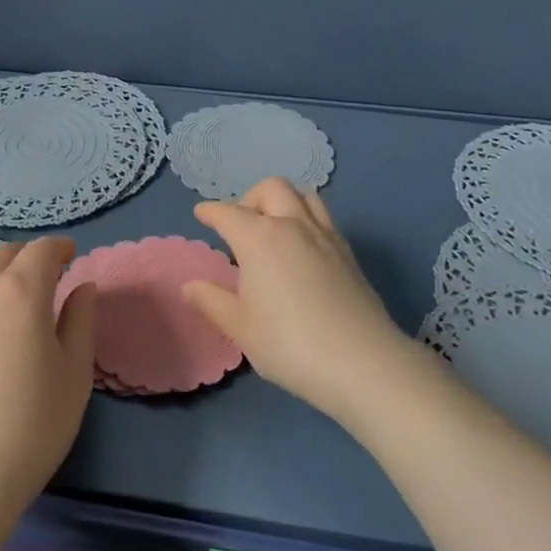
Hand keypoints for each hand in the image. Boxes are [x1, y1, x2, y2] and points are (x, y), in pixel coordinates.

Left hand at [0, 237, 97, 546]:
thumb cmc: (28, 429)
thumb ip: (81, 320)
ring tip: (11, 311)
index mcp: (19, 291)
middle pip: (4, 255)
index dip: (59, 249)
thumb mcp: (73, 375)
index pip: (41, 250)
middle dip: (28, 260)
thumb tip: (83, 287)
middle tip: (46, 284)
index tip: (71, 259)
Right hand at [182, 179, 409, 422]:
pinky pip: (323, 217)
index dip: (211, 211)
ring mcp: (325, 235)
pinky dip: (306, 218)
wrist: (361, 361)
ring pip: (304, 195)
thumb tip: (189, 285)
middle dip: (250, 198)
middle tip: (241, 225)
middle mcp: (292, 224)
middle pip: (271, 188)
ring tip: (274, 227)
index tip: (201, 214)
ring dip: (283, 201)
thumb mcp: (241, 327)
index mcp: (259, 237)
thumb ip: (212, 301)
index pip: (228, 213)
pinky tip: (301, 248)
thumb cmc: (289, 344)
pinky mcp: (348, 252)